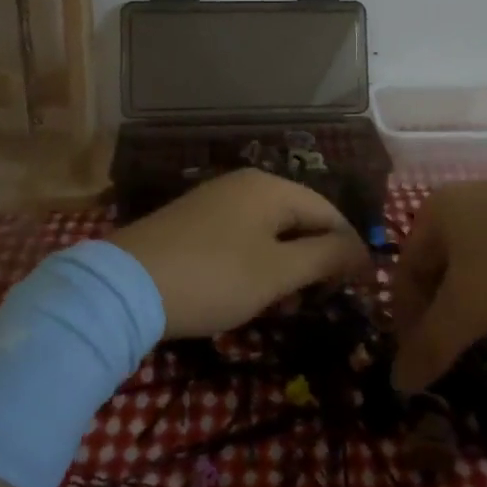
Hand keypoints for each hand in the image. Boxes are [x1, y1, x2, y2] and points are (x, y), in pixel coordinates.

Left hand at [110, 168, 368, 336]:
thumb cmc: (213, 278)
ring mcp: (216, 200)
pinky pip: (243, 236)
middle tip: (321, 300)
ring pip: (271, 230)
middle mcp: (246, 184)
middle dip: (317, 259)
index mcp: (271, 187)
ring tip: (287, 303)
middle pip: (300, 218)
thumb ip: (325, 257)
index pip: (330, 213)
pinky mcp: (193, 221)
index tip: (361, 288)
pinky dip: (258, 261)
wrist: (124, 287)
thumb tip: (359, 251)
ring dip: (288, 264)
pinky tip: (251, 290)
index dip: (350, 250)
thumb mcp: (277, 272)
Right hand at [390, 168, 486, 390]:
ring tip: (483, 330)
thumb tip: (398, 383)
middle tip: (449, 349)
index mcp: (435, 213)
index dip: (405, 320)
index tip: (419, 359)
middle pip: (437, 265)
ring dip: (470, 298)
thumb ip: (432, 346)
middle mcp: (462, 200)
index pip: (405, 272)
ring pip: (473, 260)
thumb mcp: (469, 308)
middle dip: (438, 309)